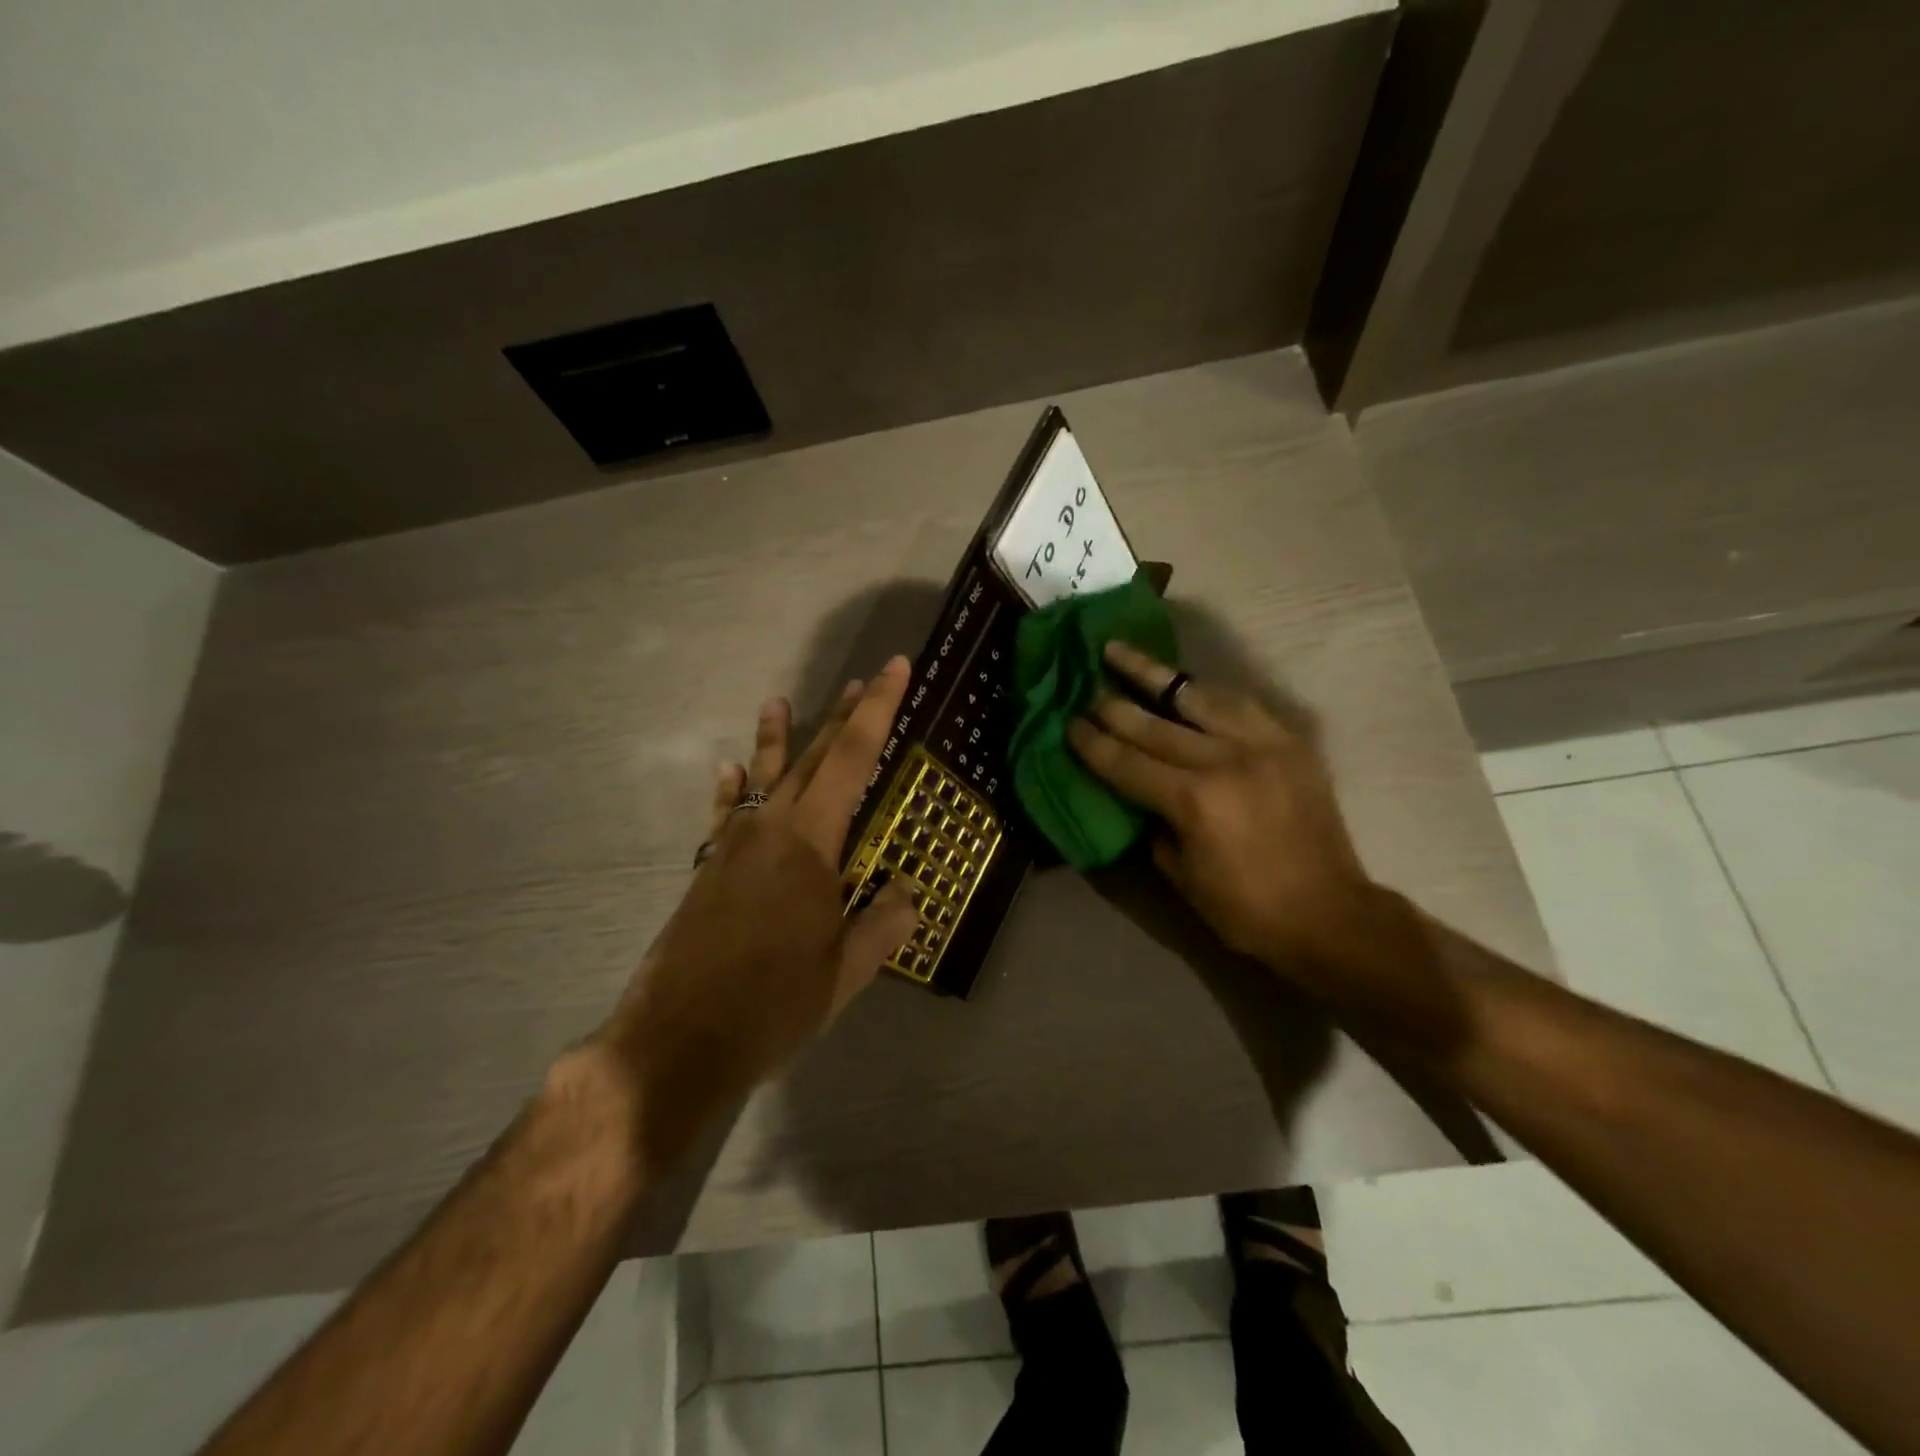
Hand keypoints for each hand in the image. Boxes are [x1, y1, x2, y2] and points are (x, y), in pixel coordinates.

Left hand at [596, 659, 920, 1171]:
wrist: (678, 1041)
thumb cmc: (773, 1005)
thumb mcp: (845, 971)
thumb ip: (884, 924)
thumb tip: (908, 892)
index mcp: (811, 843)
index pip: (853, 758)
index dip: (878, 710)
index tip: (894, 668)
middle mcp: (770, 829)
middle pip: (811, 757)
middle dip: (839, 716)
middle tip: (862, 680)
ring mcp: (732, 847)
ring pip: (763, 776)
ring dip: (778, 738)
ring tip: (780, 701)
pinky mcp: (707, 870)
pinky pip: (725, 812)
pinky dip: (733, 787)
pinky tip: (732, 770)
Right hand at [1067, 643, 1442, 1037]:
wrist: (1330, 915)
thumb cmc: (1246, 909)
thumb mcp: (1180, 874)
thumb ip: (1154, 824)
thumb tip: (1137, 792)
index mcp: (1194, 800)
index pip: (1127, 762)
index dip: (1092, 743)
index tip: (1068, 723)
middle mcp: (1225, 760)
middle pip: (1155, 723)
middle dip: (1113, 705)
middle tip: (1085, 687)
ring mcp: (1262, 744)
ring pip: (1198, 695)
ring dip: (1156, 675)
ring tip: (1124, 653)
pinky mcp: (1289, 742)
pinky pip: (1240, 703)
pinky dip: (1206, 692)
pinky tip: (1186, 683)